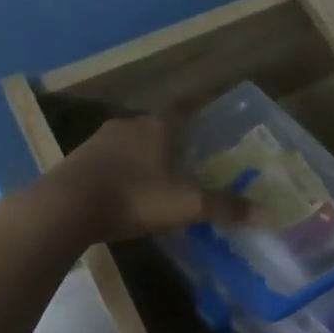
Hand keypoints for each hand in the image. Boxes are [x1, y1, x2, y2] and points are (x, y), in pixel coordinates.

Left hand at [44, 111, 249, 244]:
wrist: (66, 207)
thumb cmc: (134, 198)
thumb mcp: (185, 206)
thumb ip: (224, 207)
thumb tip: (267, 213)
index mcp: (159, 126)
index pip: (185, 119)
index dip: (196, 137)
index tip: (203, 157)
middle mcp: (130, 124)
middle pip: (158, 133)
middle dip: (171, 152)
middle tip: (183, 178)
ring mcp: (100, 139)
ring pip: (132, 147)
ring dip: (143, 163)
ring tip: (154, 189)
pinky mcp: (78, 158)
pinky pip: (108, 162)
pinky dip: (119, 175)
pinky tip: (122, 196)